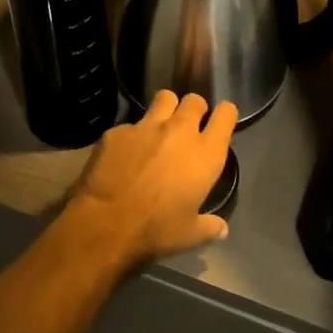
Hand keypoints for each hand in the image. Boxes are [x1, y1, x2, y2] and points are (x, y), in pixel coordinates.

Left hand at [69, 90, 237, 265]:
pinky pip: (131, 124)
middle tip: (188, 127)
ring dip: (166, 109)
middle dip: (194, 109)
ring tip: (160, 127)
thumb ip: (209, 226)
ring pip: (164, 98)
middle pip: (194, 100)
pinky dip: (132, 135)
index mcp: (205, 154)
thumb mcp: (189, 234)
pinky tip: (125, 153)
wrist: (106, 222)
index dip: (225, 115)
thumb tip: (222, 229)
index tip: (220, 123)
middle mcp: (179, 131)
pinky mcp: (118, 130)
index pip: (226, 114)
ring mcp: (147, 125)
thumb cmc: (156, 230)